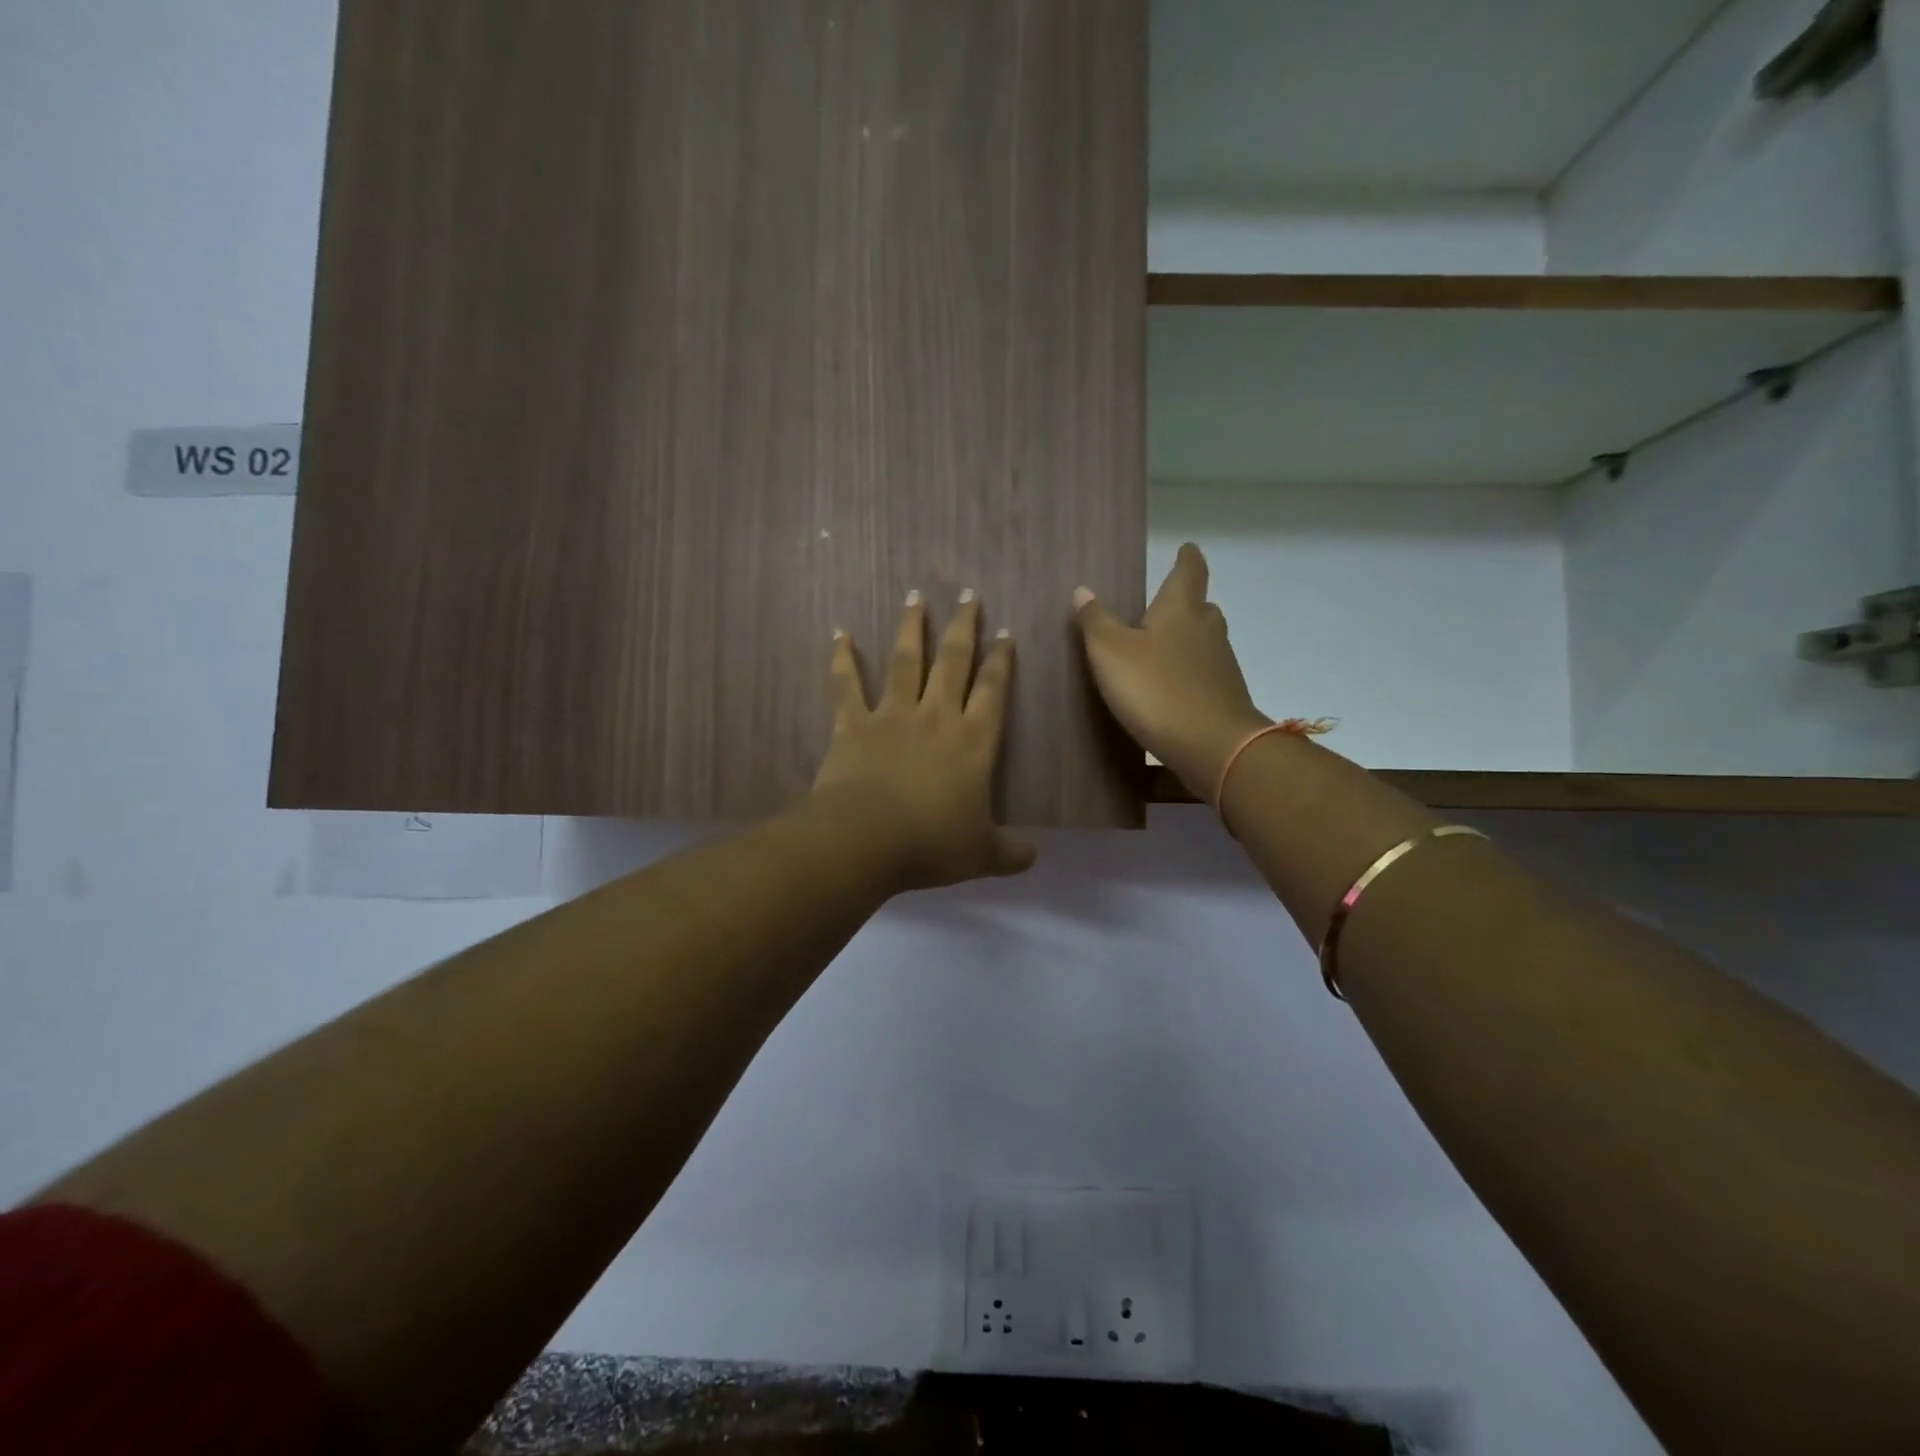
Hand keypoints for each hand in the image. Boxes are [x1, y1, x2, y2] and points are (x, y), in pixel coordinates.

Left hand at [811, 590, 1036, 890]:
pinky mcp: (853, 724)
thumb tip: (1034, 858)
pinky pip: (846, 685)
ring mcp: (892, 715)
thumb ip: (1010, 854)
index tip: (1006, 632)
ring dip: (911, 628)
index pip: (994, 691)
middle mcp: (936, 717)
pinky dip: (842, 658)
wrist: (867, 839)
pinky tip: (838, 633)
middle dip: (964, 627)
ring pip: (905, 661)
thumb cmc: (932, 844)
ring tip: (916, 597)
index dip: (1002, 661)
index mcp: (973, 742)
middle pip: (954, 661)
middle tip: (969, 595)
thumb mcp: (982, 854)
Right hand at [1073, 544, 1268, 796]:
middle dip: (1183, 603)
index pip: (1189, 571)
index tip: (1186, 548)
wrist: (1213, 746)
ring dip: (1185, 640)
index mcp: (1180, 608)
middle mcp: (1207, 629)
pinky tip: (1169, 688)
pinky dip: (1188, 673)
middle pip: (1200, 607)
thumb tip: (1083, 590)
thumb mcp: (1111, 653)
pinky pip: (1204, 673)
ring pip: (1203, 641)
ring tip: (1158, 648)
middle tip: (1160, 606)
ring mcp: (1220, 664)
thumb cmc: (1156, 689)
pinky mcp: (1224, 696)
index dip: (1186, 558)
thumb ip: (1095, 621)